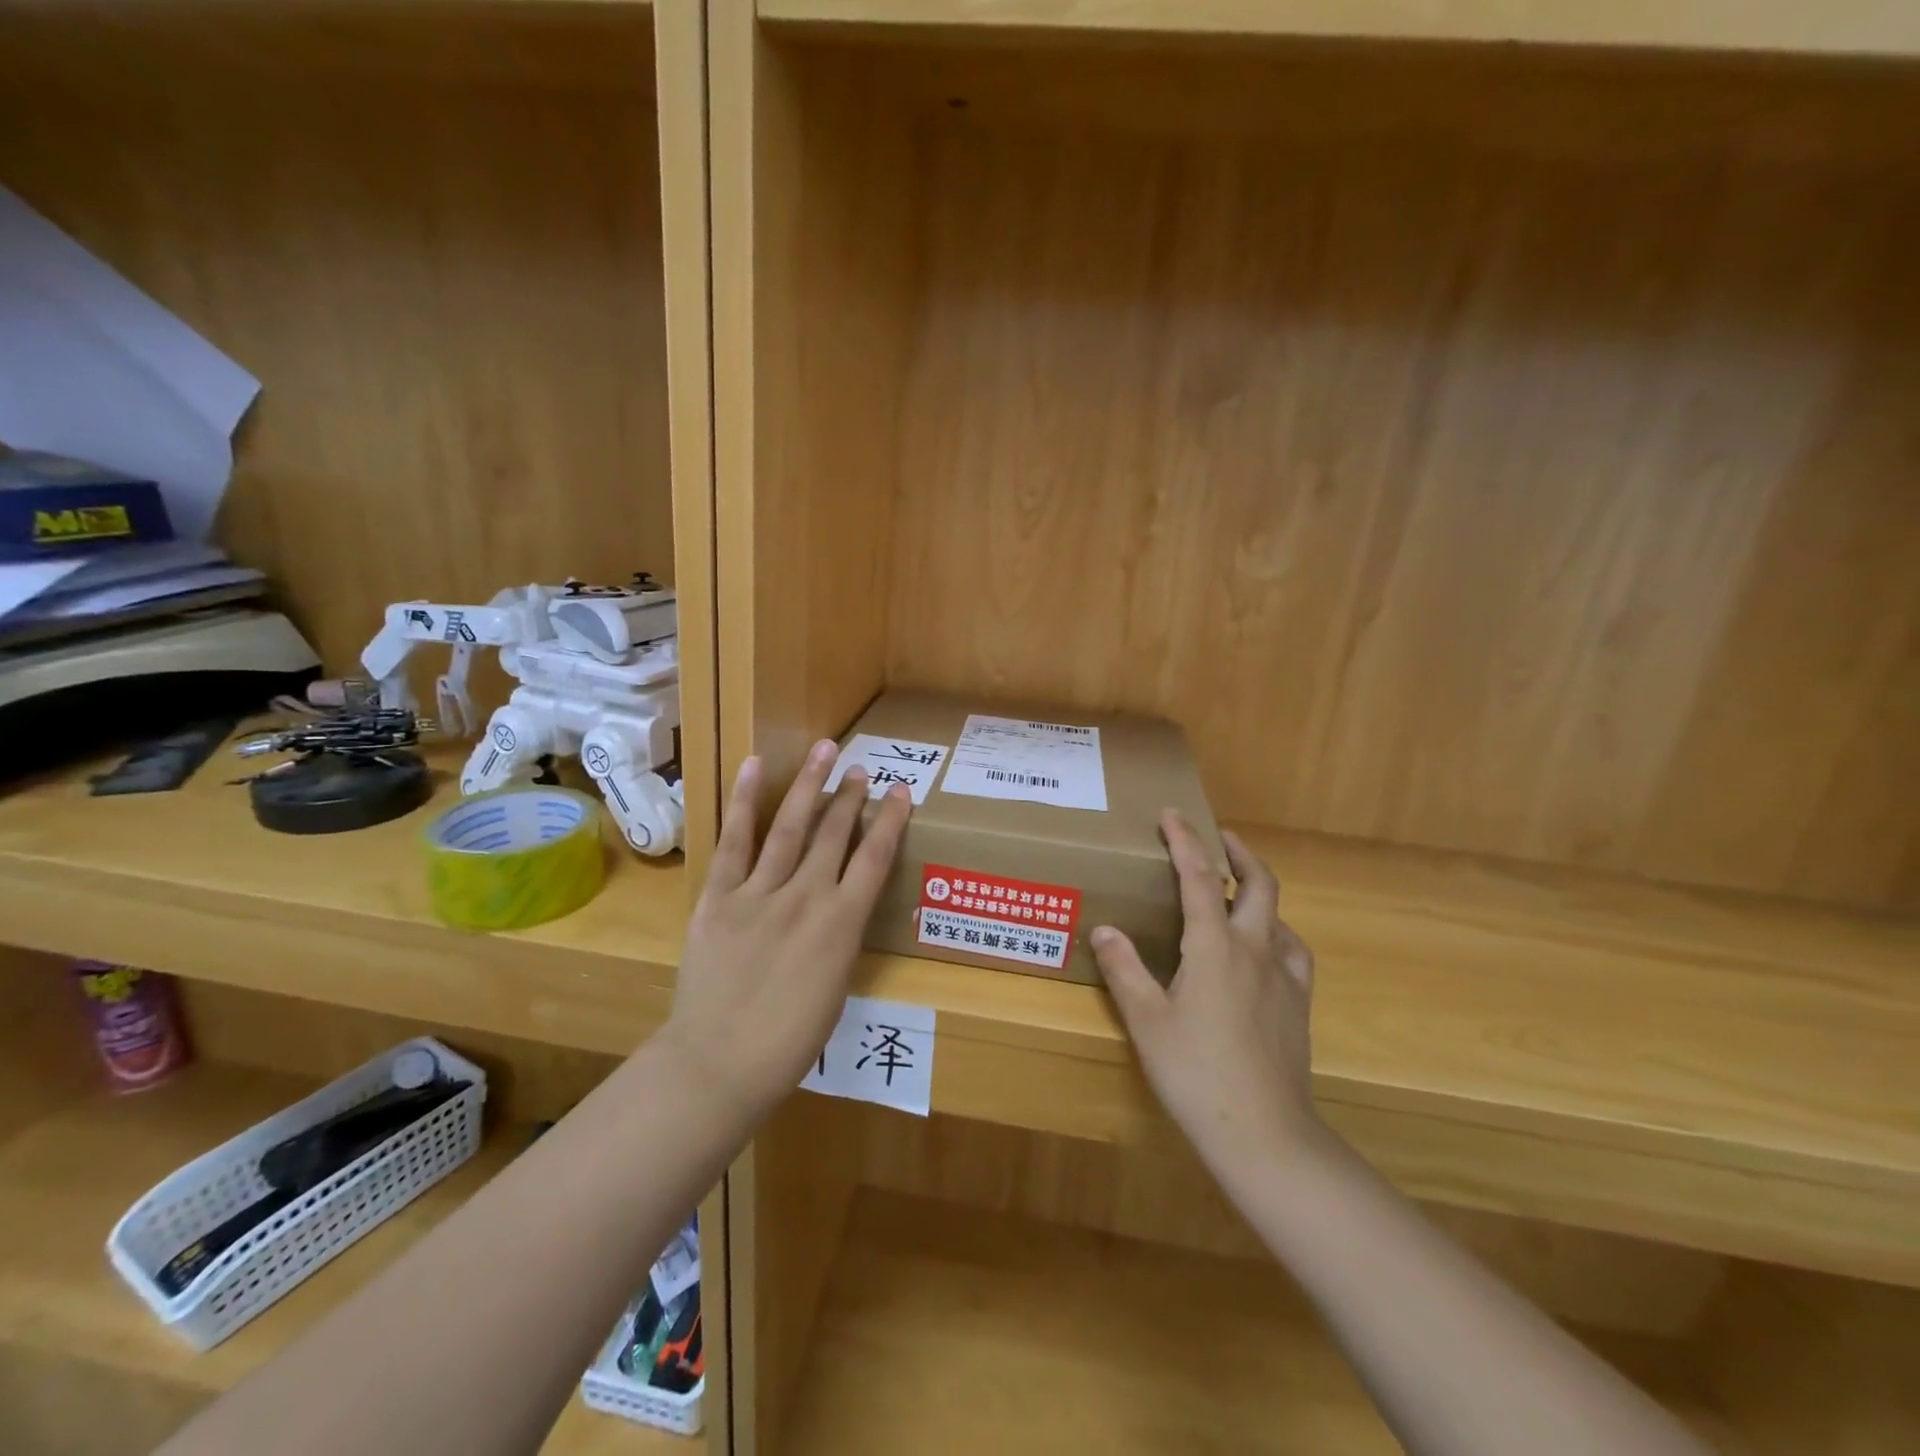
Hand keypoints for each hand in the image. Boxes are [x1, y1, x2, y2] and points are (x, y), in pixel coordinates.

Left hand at [662, 741, 911, 1117]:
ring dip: (809, 785)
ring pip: (791, 826)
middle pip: (834, 834)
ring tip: (823, 750)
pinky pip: (735, 842)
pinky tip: (753, 767)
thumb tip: (838, 909)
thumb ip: (838, 939)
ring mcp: (760, 892)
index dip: (891, 820)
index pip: (875, 859)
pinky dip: (744, 802)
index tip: (901, 791)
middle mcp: (806, 896)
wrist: (718, 1064)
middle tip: (860, 767)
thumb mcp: (835, 989)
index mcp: (842, 924)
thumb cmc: (788, 1042)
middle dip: (850, 796)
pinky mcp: (719, 896)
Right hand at [1090, 813, 1321, 1177]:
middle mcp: (1254, 949)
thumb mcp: (1147, 1020)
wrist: (1264, 1133)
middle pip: (1258, 884)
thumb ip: (1125, 970)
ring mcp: (1284, 976)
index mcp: (1214, 946)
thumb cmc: (1195, 1072)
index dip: (1185, 841)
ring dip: (1259, 890)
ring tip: (1237, 891)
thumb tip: (1104, 930)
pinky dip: (1276, 932)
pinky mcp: (1299, 1003)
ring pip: (1279, 915)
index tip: (1173, 814)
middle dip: (1238, 852)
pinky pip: (1292, 950)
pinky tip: (1265, 947)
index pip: (1199, 878)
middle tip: (1219, 836)